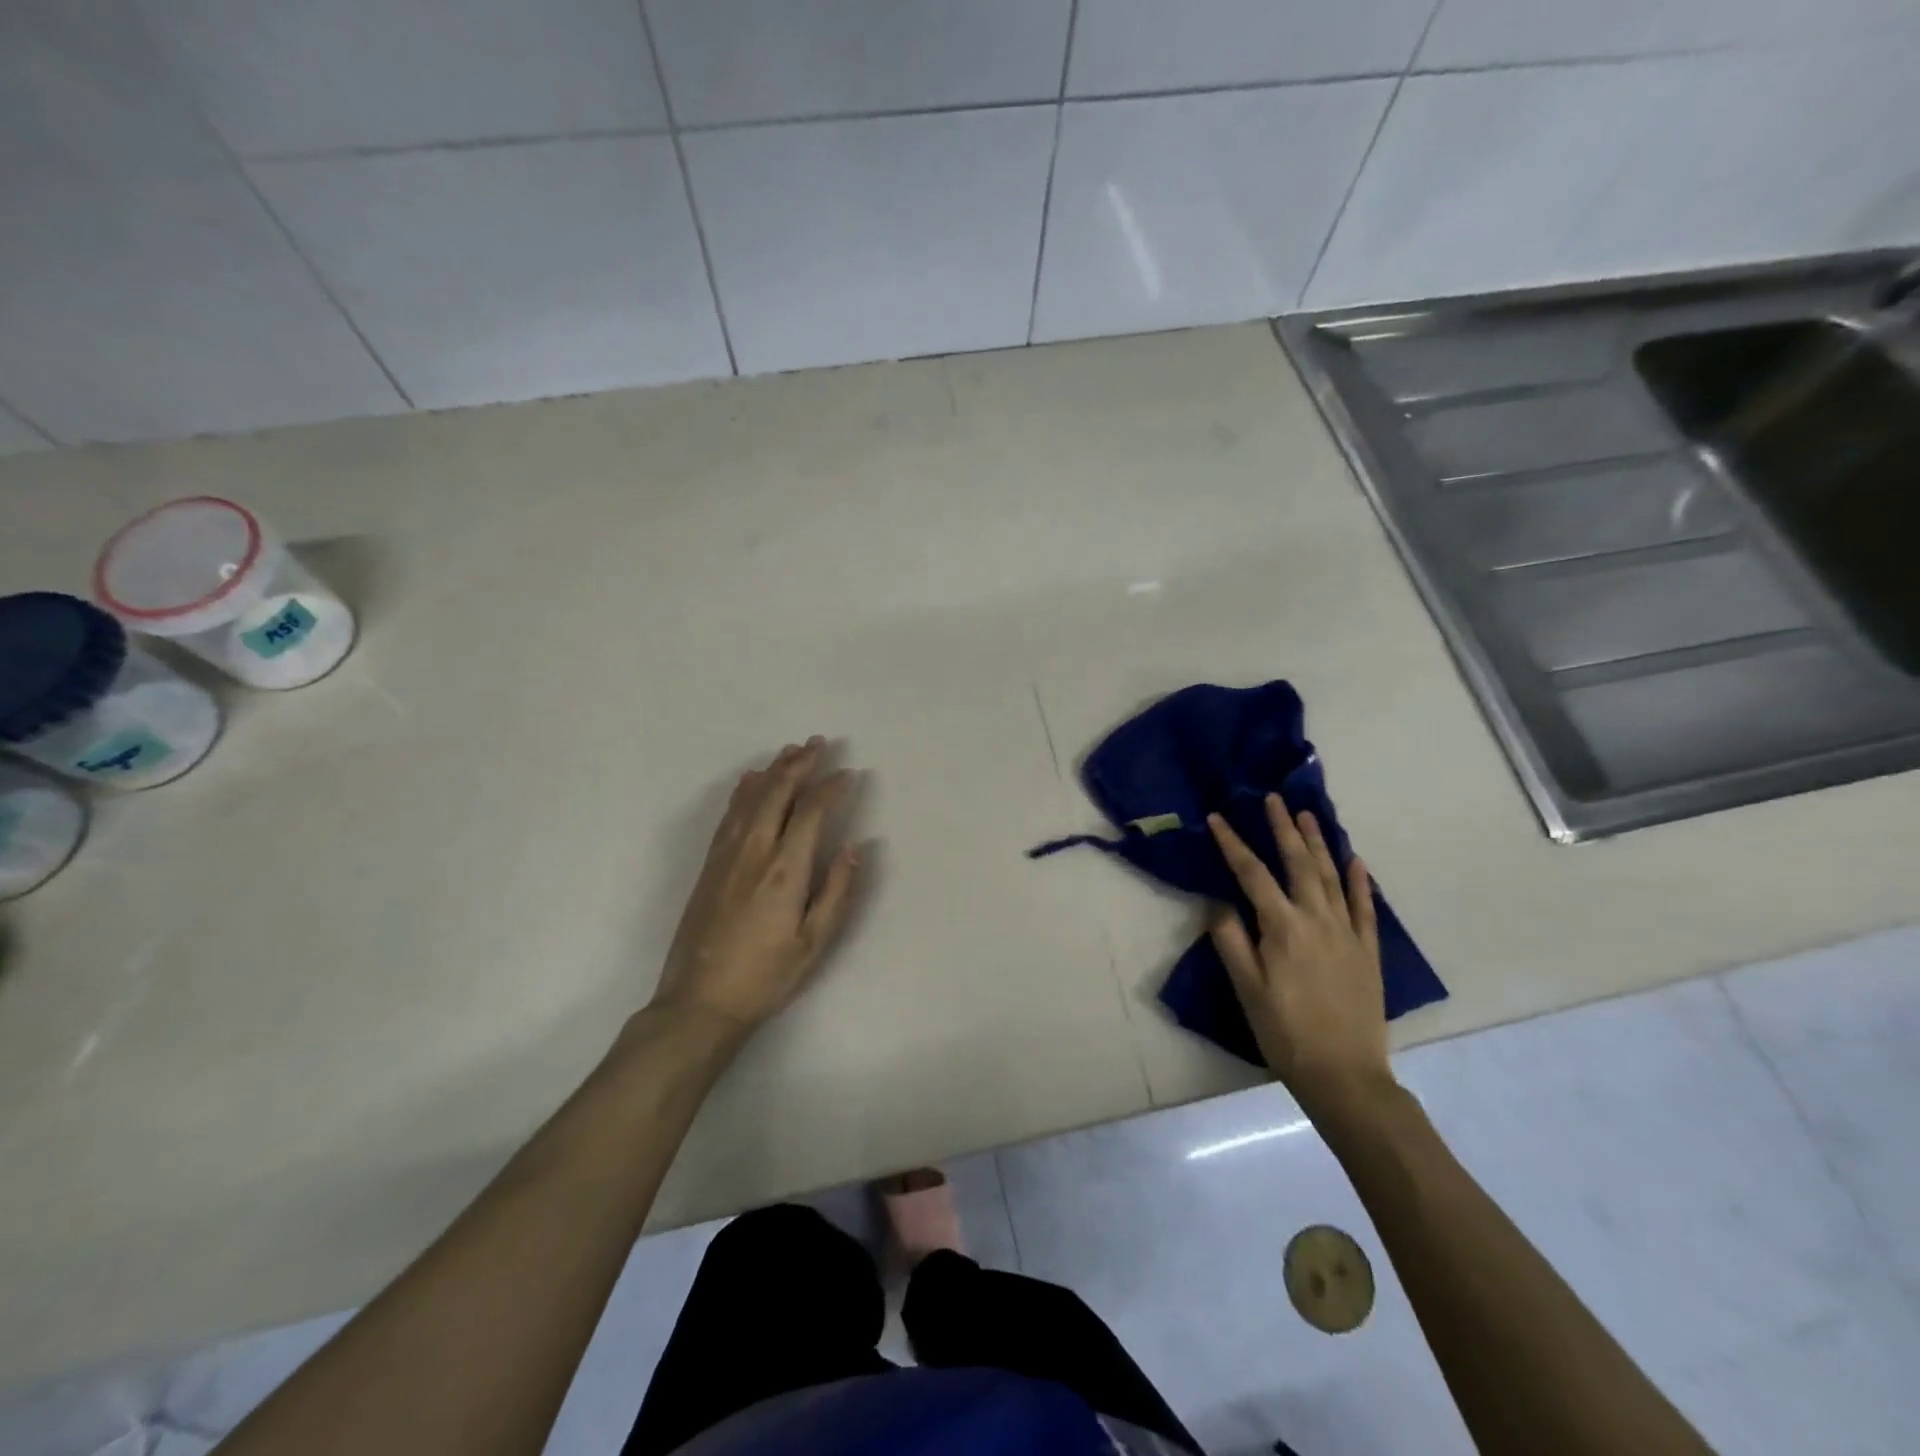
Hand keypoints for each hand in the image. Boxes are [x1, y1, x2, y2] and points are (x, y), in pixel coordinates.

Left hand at [650, 738, 863, 1038]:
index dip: (831, 788)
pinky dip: (743, 791)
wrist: (699, 1002)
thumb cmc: (766, 976)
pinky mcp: (709, 865)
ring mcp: (727, 856)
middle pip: (777, 793)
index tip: (849, 773)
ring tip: (790, 751)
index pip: (811, 812)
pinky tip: (750, 781)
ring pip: (751, 798)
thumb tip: (855, 847)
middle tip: (818, 742)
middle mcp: (754, 851)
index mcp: (785, 869)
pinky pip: (729, 815)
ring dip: (773, 770)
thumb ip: (837, 891)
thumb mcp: (814, 943)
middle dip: (800, 764)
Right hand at [1206, 796, 1393, 1114]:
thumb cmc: (1285, 1032)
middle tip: (1274, 799)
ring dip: (1319, 843)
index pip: (1251, 874)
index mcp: (1282, 927)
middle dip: (1284, 829)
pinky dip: (1360, 881)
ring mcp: (1347, 933)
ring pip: (1331, 876)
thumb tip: (1219, 902)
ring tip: (1308, 815)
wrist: (1345, 1075)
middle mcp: (1317, 919)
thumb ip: (1231, 940)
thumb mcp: (1246, 988)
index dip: (1233, 843)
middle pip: (1298, 863)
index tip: (1218, 818)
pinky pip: (1365, 907)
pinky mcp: (1368, 950)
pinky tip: (1356, 860)